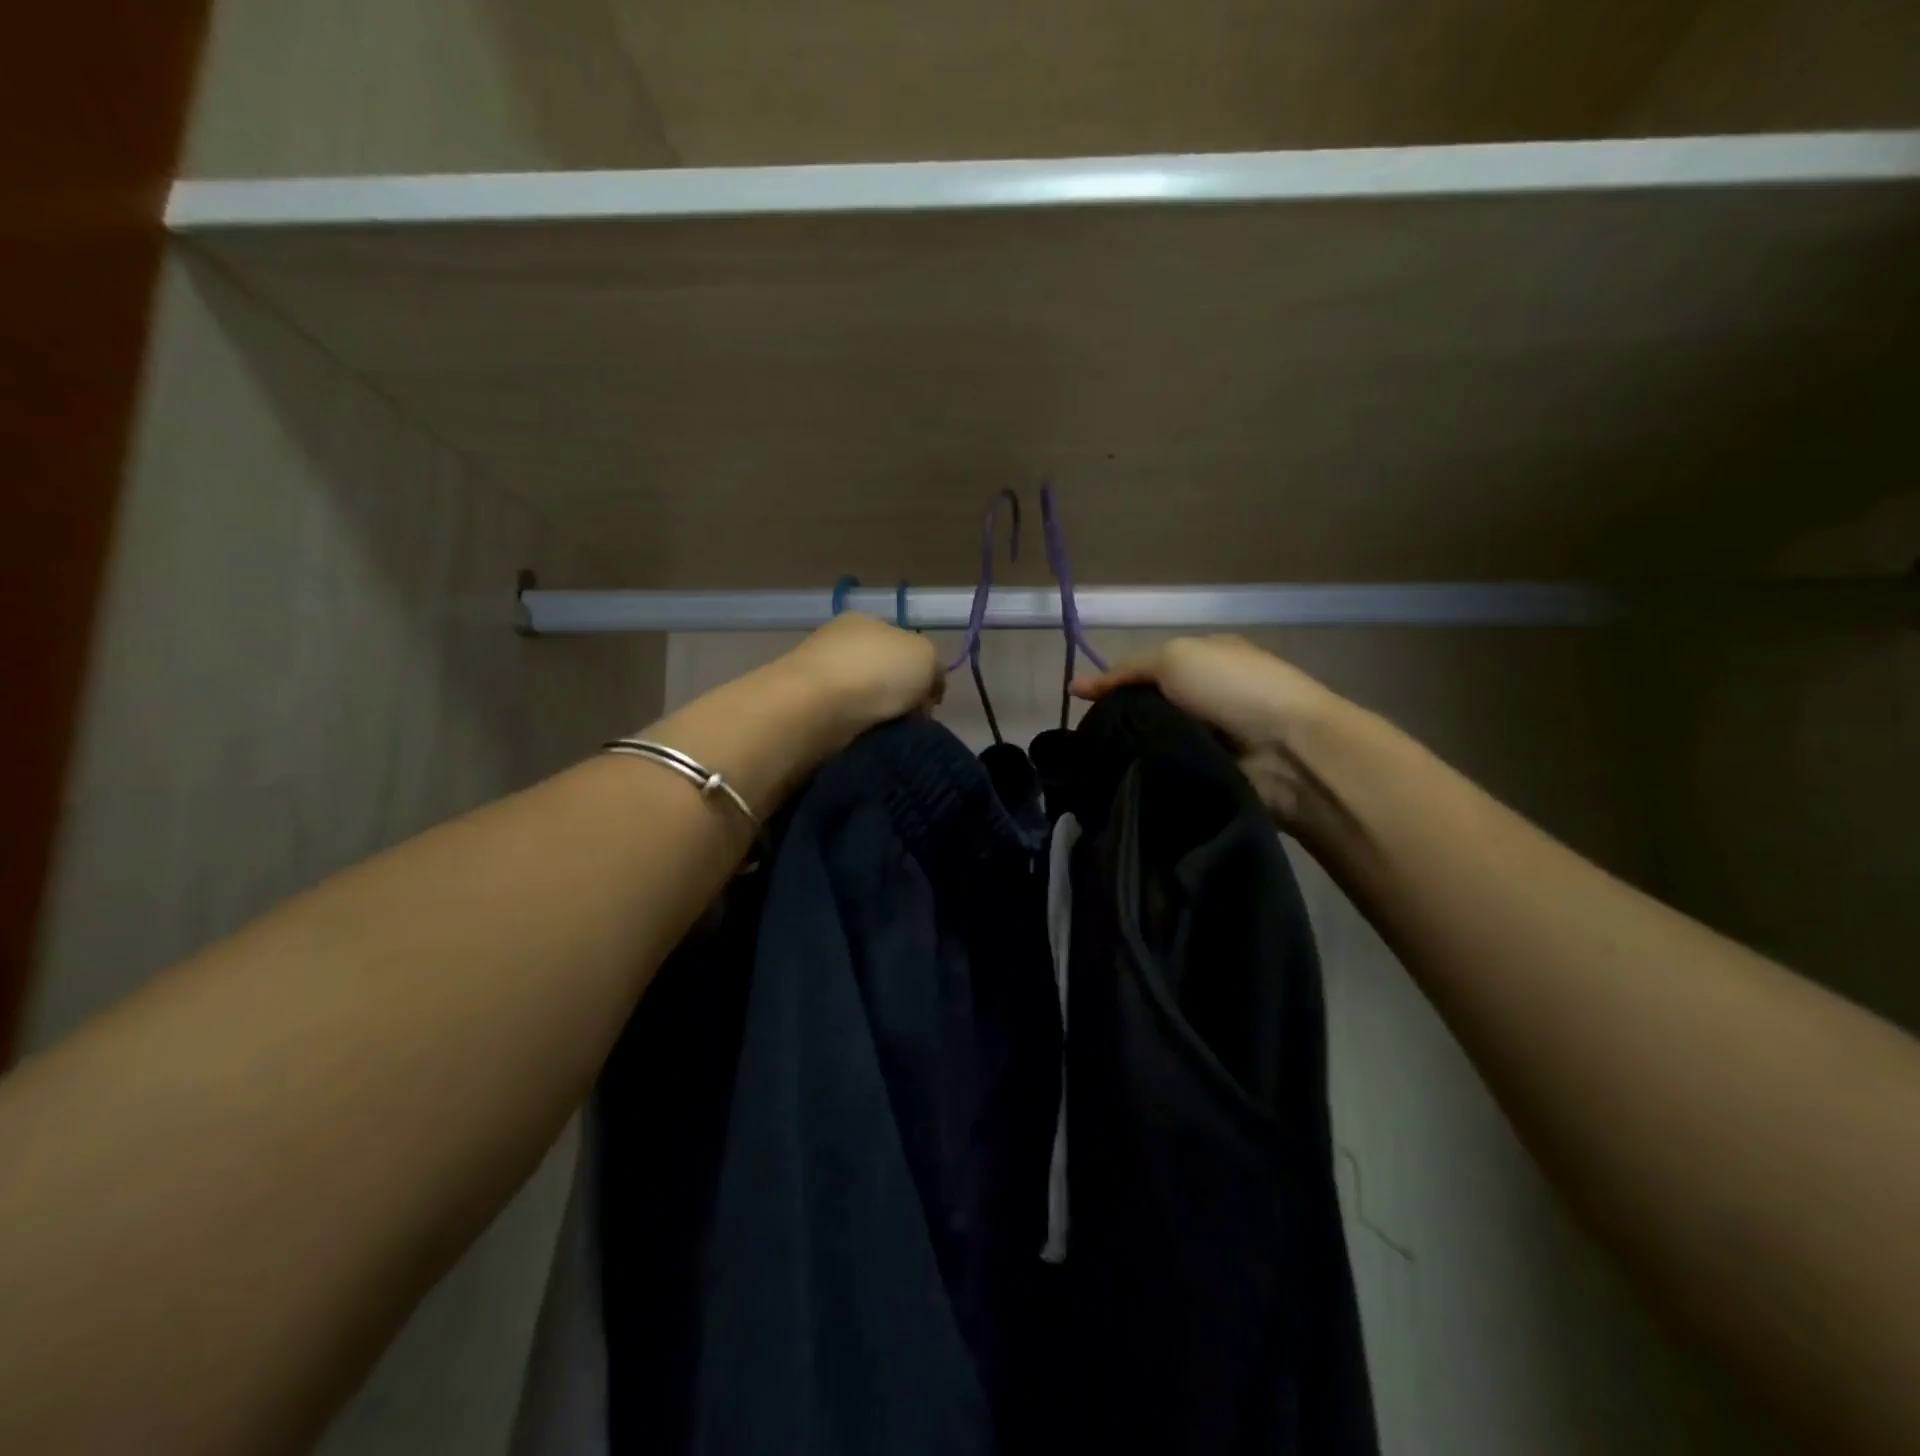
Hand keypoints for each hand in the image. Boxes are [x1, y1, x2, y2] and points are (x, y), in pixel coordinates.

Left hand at [779, 613, 944, 744]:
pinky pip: (843, 721)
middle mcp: (837, 642)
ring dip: (878, 717)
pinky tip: (864, 739)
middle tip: (911, 721)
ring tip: (889, 734)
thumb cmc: (876, 672)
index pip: (901, 645)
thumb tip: (928, 688)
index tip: (929, 702)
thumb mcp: (926, 656)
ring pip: (862, 699)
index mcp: (864, 621)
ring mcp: (816, 675)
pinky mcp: (802, 709)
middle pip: (882, 674)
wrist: (815, 708)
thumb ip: (934, 667)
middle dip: (898, 698)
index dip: (921, 674)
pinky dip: (856, 730)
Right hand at [1073, 636, 1345, 823]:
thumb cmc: (1233, 688)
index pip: (1148, 670)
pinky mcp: (1213, 772)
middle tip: (1086, 740)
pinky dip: (1153, 773)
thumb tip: (1074, 686)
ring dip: (1135, 750)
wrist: (1289, 750)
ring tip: (1098, 764)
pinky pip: (1170, 769)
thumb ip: (1125, 671)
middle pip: (1149, 708)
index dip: (1114, 683)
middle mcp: (1209, 696)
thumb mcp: (1173, 658)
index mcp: (1205, 660)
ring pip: (1156, 741)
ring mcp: (1213, 736)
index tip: (1080, 704)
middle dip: (1121, 721)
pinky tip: (1124, 780)